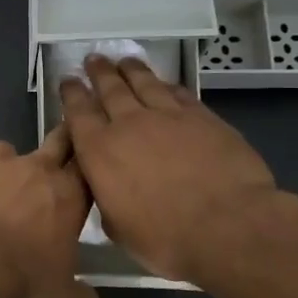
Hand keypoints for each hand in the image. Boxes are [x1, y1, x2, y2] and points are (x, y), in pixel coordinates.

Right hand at [58, 56, 277, 286]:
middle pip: (110, 88)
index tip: (67, 80)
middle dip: (99, 72)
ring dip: (132, 70)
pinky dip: (168, 86)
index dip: (71, 93)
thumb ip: (106, 198)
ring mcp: (169, 117)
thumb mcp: (118, 227)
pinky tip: (166, 83)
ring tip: (124, 60)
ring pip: (145, 83)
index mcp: (99, 151)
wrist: (229, 226)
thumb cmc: (165, 238)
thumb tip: (106, 188)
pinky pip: (180, 94)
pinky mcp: (204, 118)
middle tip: (93, 59)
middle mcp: (129, 124)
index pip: (78, 112)